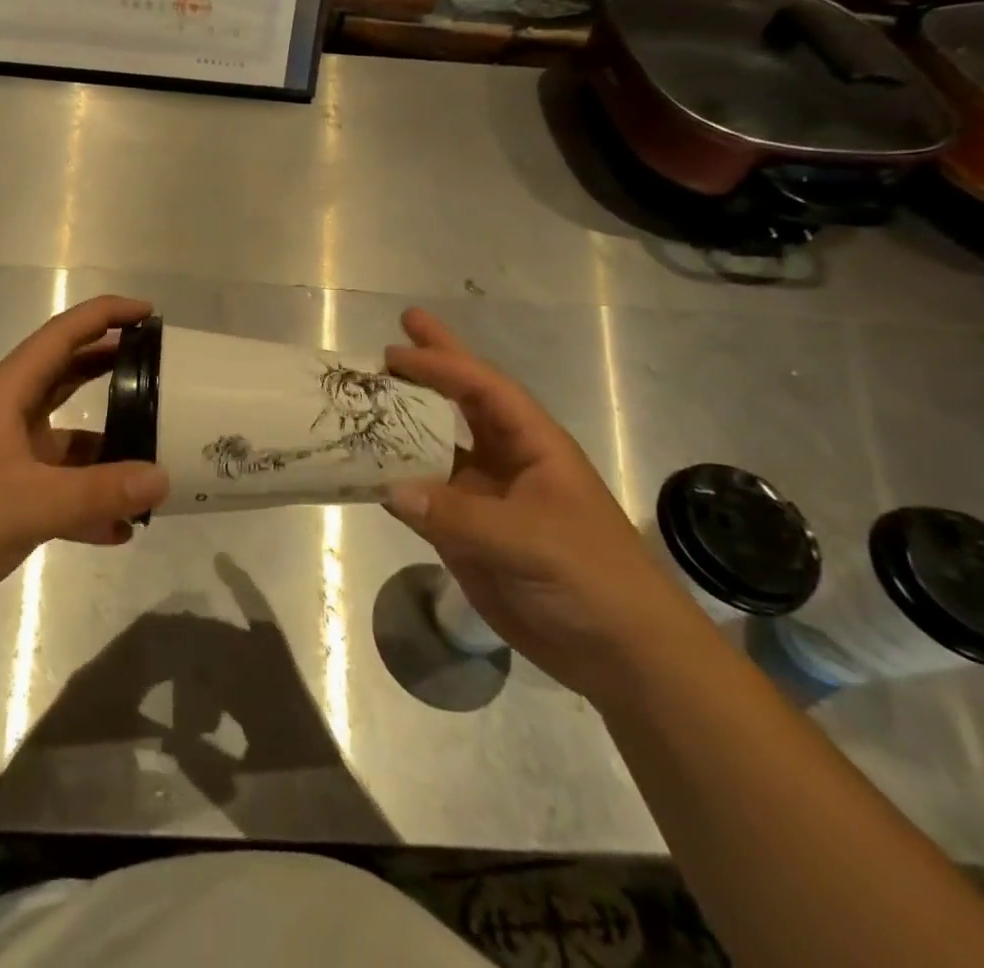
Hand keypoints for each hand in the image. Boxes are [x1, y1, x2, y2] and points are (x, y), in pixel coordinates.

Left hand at [0, 296, 169, 623]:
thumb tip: (164, 479)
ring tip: (155, 459)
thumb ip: (98, 492)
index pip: (64, 334)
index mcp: (8, 392)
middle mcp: (8, 413)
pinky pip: (54, 484)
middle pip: (68, 375)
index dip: (107, 315)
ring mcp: (3, 453)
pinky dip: (85, 498)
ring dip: (107, 447)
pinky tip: (118, 528)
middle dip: (113, 369)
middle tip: (163, 373)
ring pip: (66, 436)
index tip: (150, 314)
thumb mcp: (28, 504)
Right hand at [383, 309, 710, 703]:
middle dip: (433, 365)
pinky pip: (422, 500)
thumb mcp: (531, 540)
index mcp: (533, 444)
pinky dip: (393, 485)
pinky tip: (364, 472)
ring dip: (403, 425)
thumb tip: (390, 490)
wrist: (620, 654)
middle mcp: (504, 460)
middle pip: (462, 402)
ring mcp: (483, 497)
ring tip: (365, 398)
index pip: (482, 390)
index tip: (394, 352)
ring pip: (435, 448)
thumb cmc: (591, 578)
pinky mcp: (467, 534)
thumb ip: (458, 515)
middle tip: (398, 329)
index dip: (441, 366)